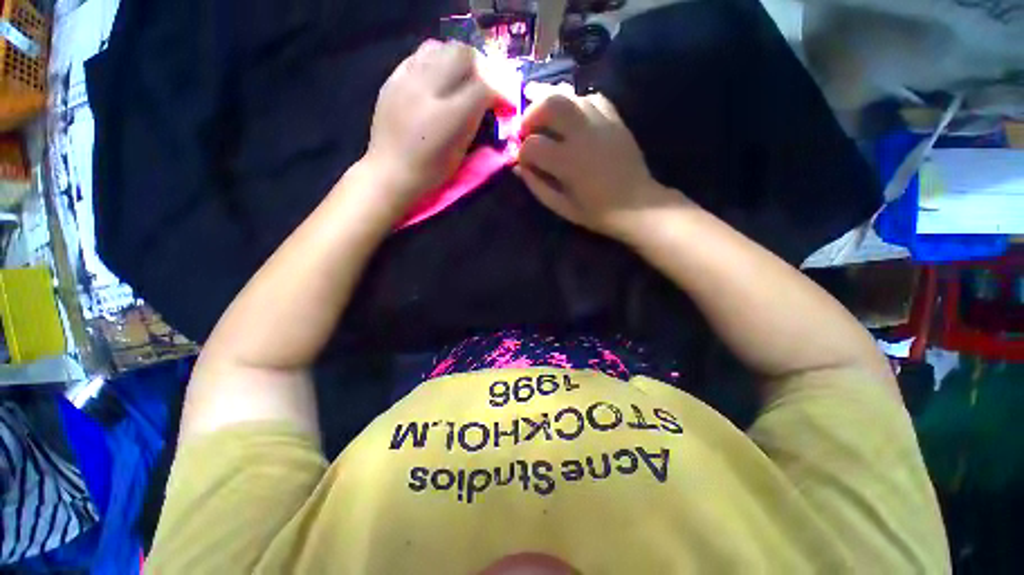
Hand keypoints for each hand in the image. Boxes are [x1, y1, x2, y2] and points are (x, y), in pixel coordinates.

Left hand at [362, 40, 502, 217]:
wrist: (390, 172)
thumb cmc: (430, 172)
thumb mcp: (461, 153)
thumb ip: (475, 123)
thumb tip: (487, 104)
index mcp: (450, 117)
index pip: (484, 86)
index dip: (499, 92)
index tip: (501, 102)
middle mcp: (429, 90)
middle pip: (462, 54)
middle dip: (480, 67)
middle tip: (482, 85)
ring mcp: (407, 80)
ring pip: (439, 47)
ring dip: (455, 60)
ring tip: (458, 78)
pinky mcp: (392, 79)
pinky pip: (417, 55)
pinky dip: (433, 61)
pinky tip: (435, 78)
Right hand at [514, 83, 683, 242]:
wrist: (637, 205)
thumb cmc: (596, 212)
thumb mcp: (561, 207)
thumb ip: (537, 185)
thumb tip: (519, 167)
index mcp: (568, 162)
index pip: (532, 145)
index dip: (522, 152)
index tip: (524, 161)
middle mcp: (583, 135)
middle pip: (549, 103)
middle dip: (531, 113)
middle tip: (528, 128)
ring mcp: (601, 123)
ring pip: (570, 95)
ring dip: (551, 103)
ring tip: (547, 119)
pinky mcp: (615, 119)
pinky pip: (592, 98)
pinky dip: (577, 103)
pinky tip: (573, 118)